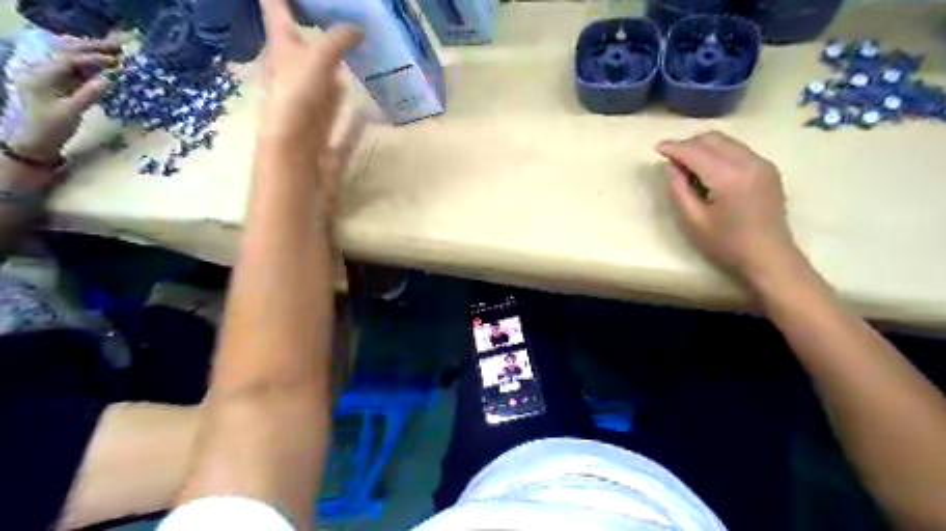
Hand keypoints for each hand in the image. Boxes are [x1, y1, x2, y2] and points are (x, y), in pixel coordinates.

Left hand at [9, 37, 119, 161]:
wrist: (33, 141)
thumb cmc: (50, 128)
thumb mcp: (70, 113)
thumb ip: (88, 95)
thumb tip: (108, 80)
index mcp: (41, 76)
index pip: (69, 60)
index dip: (92, 58)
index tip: (116, 60)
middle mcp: (43, 71)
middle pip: (68, 53)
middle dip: (92, 48)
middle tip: (118, 47)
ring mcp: (50, 78)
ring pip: (71, 59)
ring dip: (92, 54)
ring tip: (114, 52)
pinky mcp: (58, 86)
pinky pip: (74, 70)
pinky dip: (90, 65)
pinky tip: (104, 66)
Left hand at [257, 0, 362, 156]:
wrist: (296, 146)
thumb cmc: (298, 94)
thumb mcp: (319, 58)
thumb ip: (339, 39)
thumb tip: (360, 28)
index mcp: (281, 41)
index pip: (276, 5)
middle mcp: (290, 61)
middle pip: (298, 34)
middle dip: (313, 19)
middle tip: (338, 10)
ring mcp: (306, 86)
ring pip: (318, 62)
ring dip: (331, 51)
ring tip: (353, 37)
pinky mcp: (320, 108)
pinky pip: (332, 89)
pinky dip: (342, 82)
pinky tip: (354, 80)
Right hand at [659, 130, 804, 283]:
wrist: (769, 256)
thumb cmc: (727, 244)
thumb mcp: (693, 221)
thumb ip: (678, 190)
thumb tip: (671, 167)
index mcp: (729, 178)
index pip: (696, 152)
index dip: (674, 148)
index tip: (657, 148)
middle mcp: (749, 162)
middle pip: (713, 139)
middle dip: (689, 144)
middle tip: (671, 159)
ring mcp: (762, 163)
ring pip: (726, 141)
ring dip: (703, 146)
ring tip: (687, 163)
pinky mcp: (767, 168)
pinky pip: (737, 149)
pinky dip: (718, 152)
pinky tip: (709, 169)